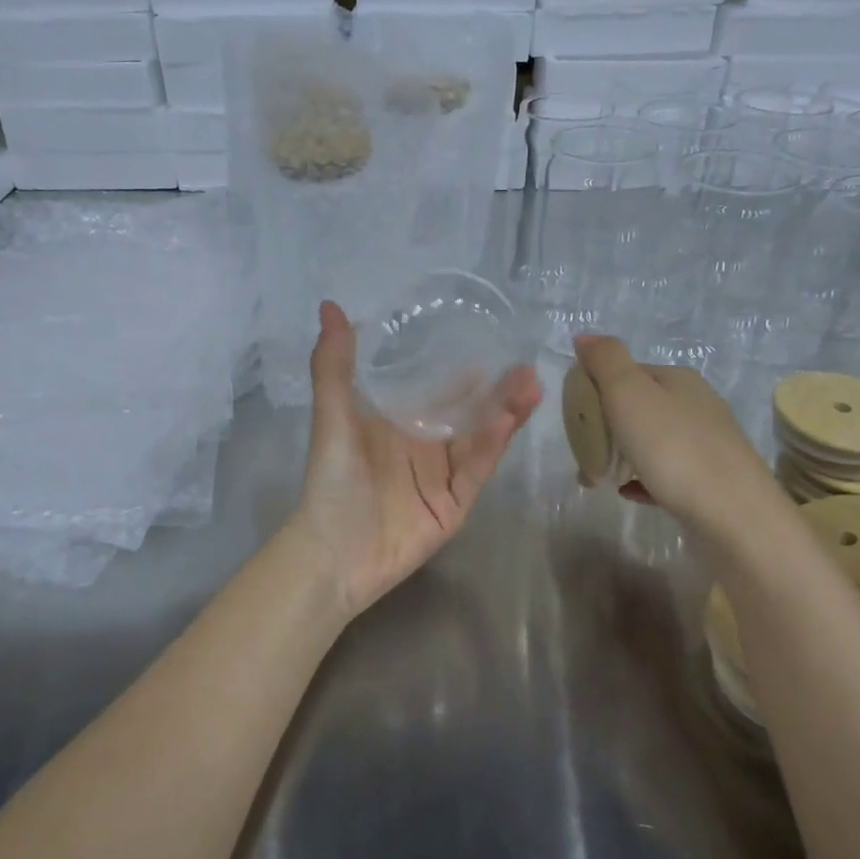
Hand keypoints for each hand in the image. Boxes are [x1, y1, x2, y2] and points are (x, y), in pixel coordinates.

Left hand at [289, 301, 541, 620]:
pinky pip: (476, 470)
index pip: (434, 390)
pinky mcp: (454, 504)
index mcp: (395, 424)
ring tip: (531, 386)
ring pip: (480, 438)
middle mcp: (422, 446)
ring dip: (504, 413)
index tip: (487, 341)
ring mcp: (441, 476)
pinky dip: (492, 446)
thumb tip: (329, 305)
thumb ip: (334, 366)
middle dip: (495, 390)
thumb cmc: (332, 481)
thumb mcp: (332, 417)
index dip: (461, 369)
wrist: (336, 552)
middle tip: (524, 365)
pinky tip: (509, 420)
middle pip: (466, 413)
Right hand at [572, 335, 776, 534]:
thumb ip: (605, 361)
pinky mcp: (709, 481)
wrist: (733, 517)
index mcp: (677, 379)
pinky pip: (664, 473)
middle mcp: (696, 404)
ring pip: (651, 440)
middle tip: (582, 450)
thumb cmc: (673, 449)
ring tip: (596, 476)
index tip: (573, 417)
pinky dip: (641, 478)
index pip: (626, 371)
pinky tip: (627, 492)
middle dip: (604, 425)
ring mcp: (706, 444)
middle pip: (638, 406)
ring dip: (619, 453)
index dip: (595, 389)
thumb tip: (584, 335)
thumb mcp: (630, 394)